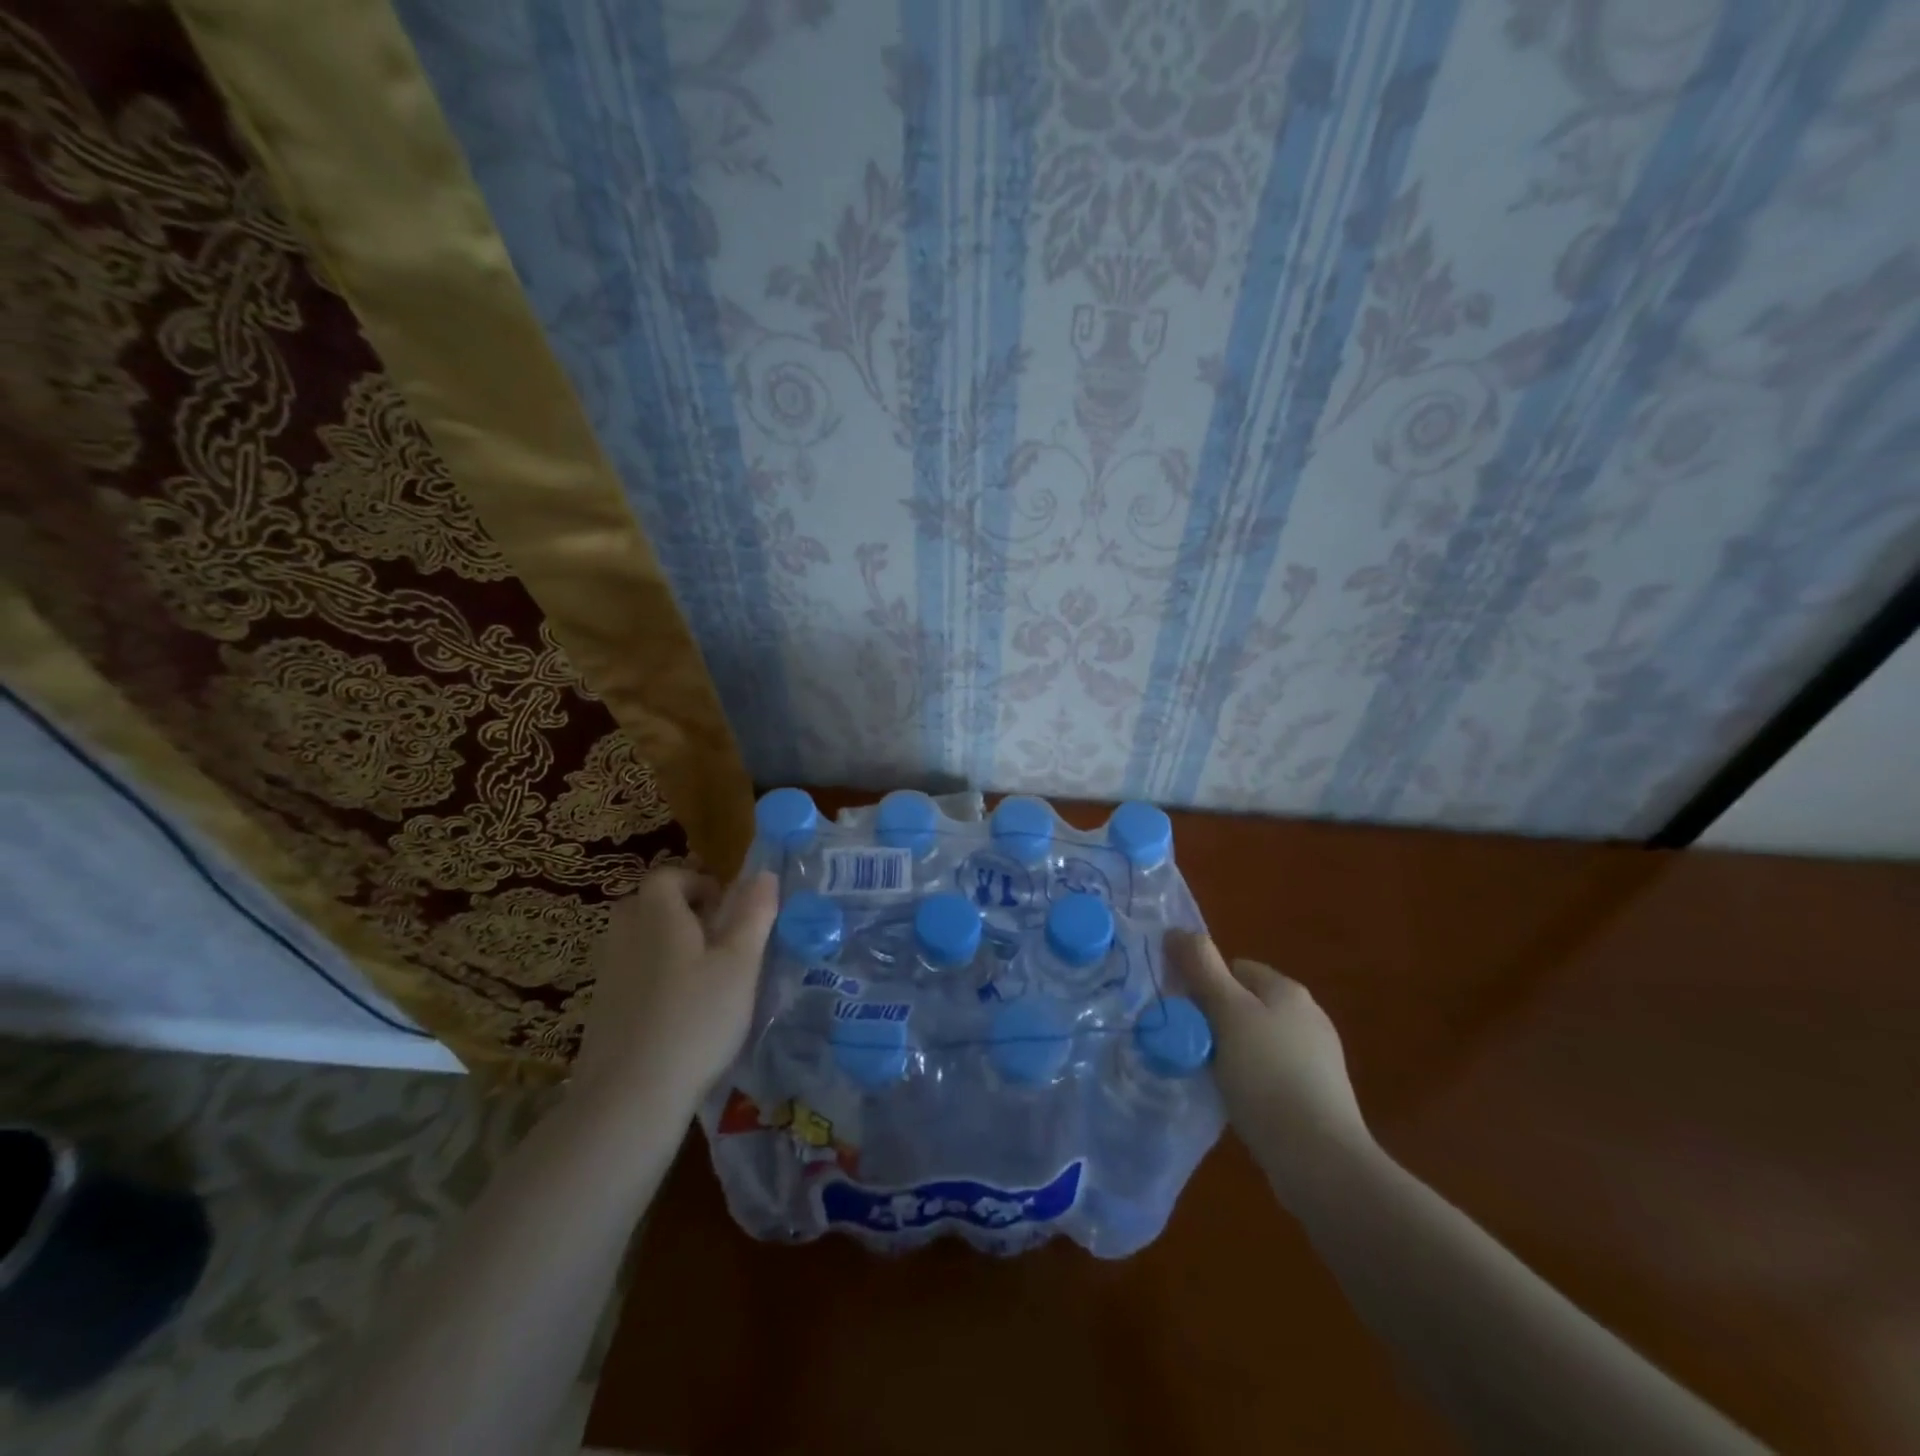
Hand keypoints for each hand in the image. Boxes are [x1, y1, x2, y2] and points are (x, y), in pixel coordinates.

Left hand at [571, 867, 779, 1116]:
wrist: (629, 1097)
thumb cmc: (696, 1018)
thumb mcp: (740, 965)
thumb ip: (754, 915)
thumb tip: (764, 873)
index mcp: (658, 916)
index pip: (666, 876)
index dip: (697, 882)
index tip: (726, 908)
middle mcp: (625, 936)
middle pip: (647, 905)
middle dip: (682, 912)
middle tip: (718, 938)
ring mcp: (608, 975)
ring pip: (638, 940)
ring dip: (668, 945)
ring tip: (704, 978)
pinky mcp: (601, 1011)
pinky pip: (630, 973)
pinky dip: (653, 977)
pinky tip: (678, 1013)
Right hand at [1170, 931, 1375, 1200]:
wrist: (1320, 1160)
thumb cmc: (1268, 1076)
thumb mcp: (1227, 1014)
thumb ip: (1201, 968)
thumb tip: (1176, 930)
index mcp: (1287, 990)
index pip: (1233, 968)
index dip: (1203, 986)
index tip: (1186, 1017)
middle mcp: (1307, 1015)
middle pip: (1243, 1003)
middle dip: (1214, 1021)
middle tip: (1193, 1049)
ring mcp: (1317, 1057)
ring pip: (1255, 1039)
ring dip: (1230, 1053)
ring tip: (1212, 1079)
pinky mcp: (1317, 1095)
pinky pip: (1270, 1072)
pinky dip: (1251, 1081)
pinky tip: (1239, 1102)